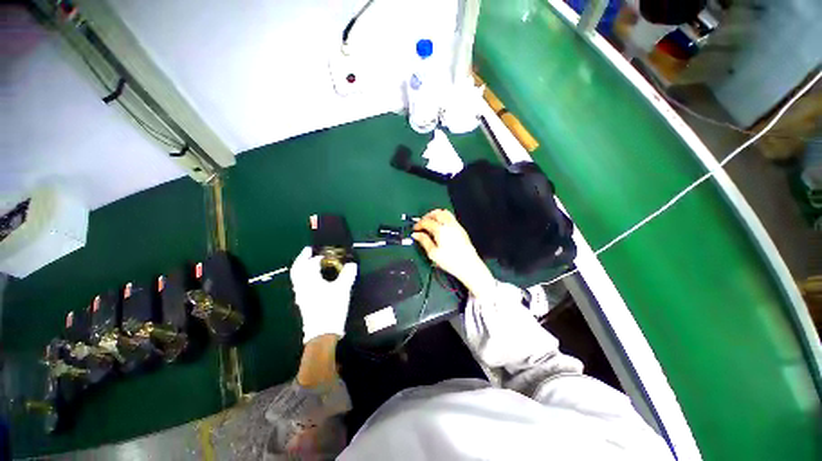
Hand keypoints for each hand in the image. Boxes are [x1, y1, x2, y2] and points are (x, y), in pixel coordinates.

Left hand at [290, 247, 357, 342]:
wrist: (322, 332)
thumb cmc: (331, 308)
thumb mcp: (342, 289)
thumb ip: (347, 275)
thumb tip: (351, 264)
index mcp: (310, 280)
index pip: (311, 263)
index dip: (319, 256)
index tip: (328, 254)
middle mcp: (302, 285)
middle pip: (297, 268)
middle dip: (302, 258)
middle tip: (308, 251)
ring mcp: (300, 294)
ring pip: (297, 276)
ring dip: (301, 267)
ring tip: (309, 262)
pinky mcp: (303, 302)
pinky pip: (300, 284)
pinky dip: (303, 276)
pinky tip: (312, 279)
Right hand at [412, 209, 494, 298]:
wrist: (468, 265)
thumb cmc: (450, 261)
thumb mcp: (433, 253)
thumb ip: (423, 241)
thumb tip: (416, 235)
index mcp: (440, 230)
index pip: (426, 221)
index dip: (418, 224)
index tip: (415, 229)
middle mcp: (449, 225)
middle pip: (436, 213)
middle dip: (427, 216)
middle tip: (422, 222)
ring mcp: (456, 226)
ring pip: (445, 213)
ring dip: (436, 214)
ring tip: (431, 222)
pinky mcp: (461, 229)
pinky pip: (451, 217)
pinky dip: (443, 217)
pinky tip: (441, 226)